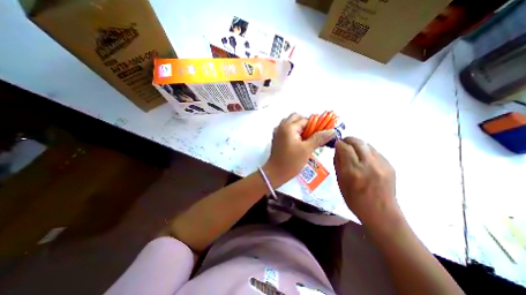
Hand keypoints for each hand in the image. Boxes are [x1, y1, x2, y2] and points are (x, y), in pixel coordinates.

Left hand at [265, 113, 333, 186]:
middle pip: (296, 118)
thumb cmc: (290, 162)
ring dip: (299, 127)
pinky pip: (286, 130)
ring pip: (290, 123)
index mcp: (288, 127)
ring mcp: (278, 132)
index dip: (315, 125)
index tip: (321, 133)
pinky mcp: (277, 138)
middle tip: (312, 135)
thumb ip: (319, 138)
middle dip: (306, 124)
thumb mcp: (306, 150)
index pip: (305, 120)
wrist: (275, 173)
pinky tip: (299, 142)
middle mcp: (281, 126)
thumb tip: (331, 131)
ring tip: (306, 139)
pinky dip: (293, 132)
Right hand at [332, 137, 403, 232]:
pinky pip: (375, 152)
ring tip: (353, 150)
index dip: (339, 143)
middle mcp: (368, 165)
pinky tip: (363, 159)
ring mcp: (381, 165)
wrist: (381, 213)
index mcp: (353, 171)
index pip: (345, 148)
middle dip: (348, 139)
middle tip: (343, 143)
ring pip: (367, 145)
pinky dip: (366, 152)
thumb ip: (338, 163)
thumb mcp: (340, 182)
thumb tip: (337, 150)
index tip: (335, 143)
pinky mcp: (389, 166)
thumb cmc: (355, 200)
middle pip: (358, 142)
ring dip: (357, 145)